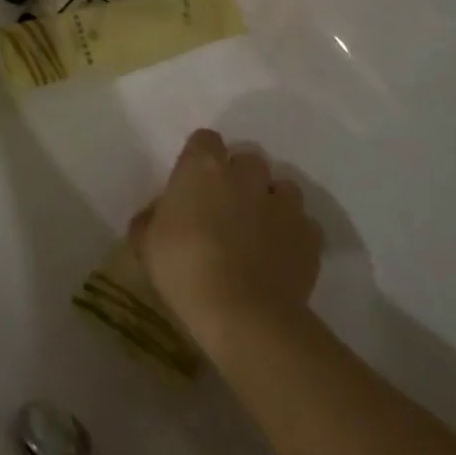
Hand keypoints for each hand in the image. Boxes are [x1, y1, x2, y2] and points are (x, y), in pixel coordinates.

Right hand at [130, 129, 322, 342]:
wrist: (243, 315)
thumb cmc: (184, 268)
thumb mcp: (146, 243)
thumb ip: (150, 218)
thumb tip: (157, 214)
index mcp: (202, 167)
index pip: (205, 139)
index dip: (201, 157)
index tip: (194, 180)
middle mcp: (245, 175)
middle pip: (248, 159)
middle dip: (241, 177)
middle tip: (227, 206)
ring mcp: (281, 204)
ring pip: (283, 188)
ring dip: (272, 201)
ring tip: (261, 229)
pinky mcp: (309, 237)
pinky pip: (305, 224)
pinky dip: (295, 234)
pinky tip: (282, 255)